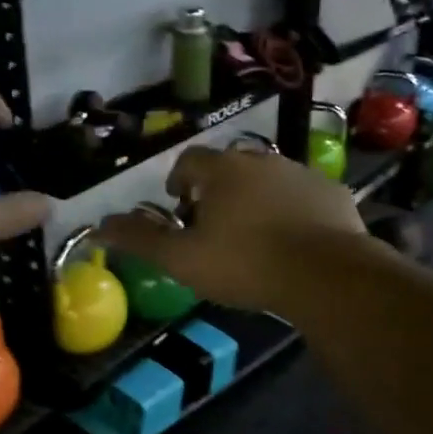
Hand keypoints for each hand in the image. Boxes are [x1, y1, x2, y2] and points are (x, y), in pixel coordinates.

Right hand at [95, 146, 367, 312]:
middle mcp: (262, 159)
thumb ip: (141, 240)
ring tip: (255, 236)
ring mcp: (301, 172)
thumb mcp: (183, 259)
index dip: (179, 181)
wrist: (325, 274)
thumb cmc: (246, 263)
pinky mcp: (333, 192)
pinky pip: (304, 196)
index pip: (190, 161)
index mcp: (222, 170)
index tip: (180, 207)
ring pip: (269, 180)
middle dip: (218, 191)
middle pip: (231, 168)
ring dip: (257, 199)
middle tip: (216, 226)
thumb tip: (99, 227)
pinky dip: (294, 210)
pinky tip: (295, 240)